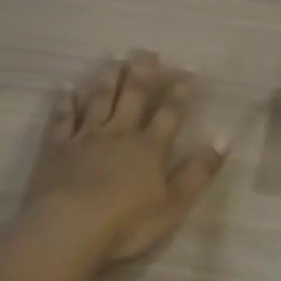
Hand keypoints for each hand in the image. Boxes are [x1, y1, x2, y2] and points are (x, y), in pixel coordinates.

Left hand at [23, 50, 228, 267]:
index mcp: (150, 147)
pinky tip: (66, 89)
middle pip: (132, 97)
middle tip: (147, 52)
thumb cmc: (127, 222)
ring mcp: (85, 138)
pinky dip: (65, 103)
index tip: (189, 72)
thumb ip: (199, 171)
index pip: (170, 113)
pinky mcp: (56, 149)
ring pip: (98, 101)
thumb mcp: (175, 204)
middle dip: (142, 73)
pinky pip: (62, 119)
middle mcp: (119, 133)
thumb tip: (224, 140)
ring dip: (107, 79)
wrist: (70, 228)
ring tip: (114, 60)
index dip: (181, 93)